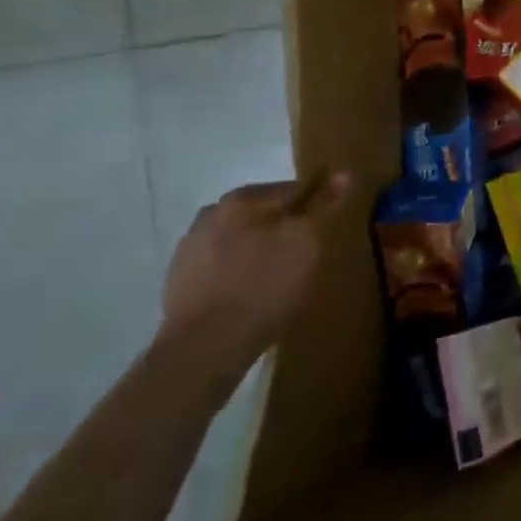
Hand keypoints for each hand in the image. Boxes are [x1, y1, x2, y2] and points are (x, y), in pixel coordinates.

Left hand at [159, 174, 349, 372]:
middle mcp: (211, 213)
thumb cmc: (266, 285)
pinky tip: (248, 294)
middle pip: (262, 214)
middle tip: (301, 258)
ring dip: (258, 250)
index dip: (313, 209)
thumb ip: (322, 205)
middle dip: (283, 228)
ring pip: (240, 238)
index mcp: (241, 198)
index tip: (322, 233)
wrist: (206, 346)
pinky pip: (221, 265)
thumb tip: (341, 173)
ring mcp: (190, 247)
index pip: (292, 190)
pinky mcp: (178, 280)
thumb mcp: (307, 241)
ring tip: (275, 279)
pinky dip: (237, 272)